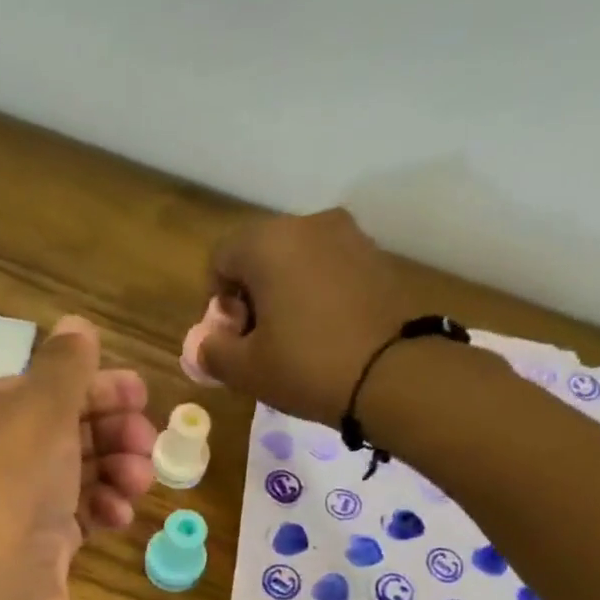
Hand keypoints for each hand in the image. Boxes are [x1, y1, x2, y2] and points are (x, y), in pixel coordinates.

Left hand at [0, 316, 154, 599]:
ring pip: (71, 476)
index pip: (36, 389)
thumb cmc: (6, 497)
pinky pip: (74, 519)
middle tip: (148, 440)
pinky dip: (100, 511)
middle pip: (58, 432)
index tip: (141, 393)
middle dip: (109, 431)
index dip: (90, 387)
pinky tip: (121, 517)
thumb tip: (76, 326)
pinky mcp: (32, 556)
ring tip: (140, 481)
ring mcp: (7, 514)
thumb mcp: (38, 415)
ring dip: (112, 471)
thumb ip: (64, 370)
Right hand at [198, 209, 413, 423]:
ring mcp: (349, 237)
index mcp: (268, 243)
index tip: (232, 338)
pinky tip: (325, 335)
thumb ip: (213, 352)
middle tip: (259, 343)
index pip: (221, 258)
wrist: (394, 374)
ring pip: (297, 261)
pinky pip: (330, 271)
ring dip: (285, 295)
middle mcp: (308, 225)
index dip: (217, 301)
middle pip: (261, 255)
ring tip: (294, 342)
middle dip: (252, 296)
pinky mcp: (377, 258)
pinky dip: (318, 296)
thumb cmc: (307, 367)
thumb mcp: (246, 370)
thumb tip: (205, 344)